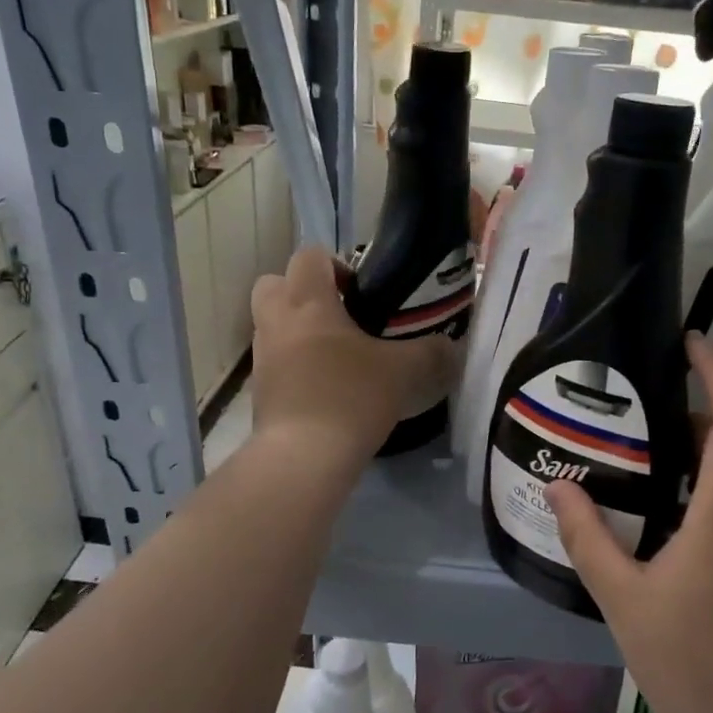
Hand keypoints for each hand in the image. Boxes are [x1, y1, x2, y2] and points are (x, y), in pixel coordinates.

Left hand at [249, 247, 458, 465]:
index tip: (360, 290)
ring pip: (271, 325)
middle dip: (301, 291)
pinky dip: (295, 366)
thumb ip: (431, 353)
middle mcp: (276, 322)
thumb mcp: (404, 372)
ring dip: (297, 330)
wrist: (304, 457)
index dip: (335, 264)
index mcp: (308, 302)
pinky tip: (327, 388)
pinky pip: (275, 363)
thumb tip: (452, 347)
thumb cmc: (351, 397)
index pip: (309, 256)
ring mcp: (263, 358)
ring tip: (337, 356)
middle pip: (273, 283)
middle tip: (339, 315)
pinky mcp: (260, 392)